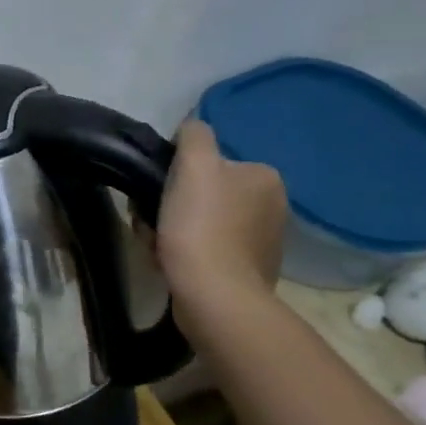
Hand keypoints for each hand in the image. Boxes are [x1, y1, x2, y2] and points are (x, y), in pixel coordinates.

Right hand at [154, 120, 287, 314]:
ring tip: (157, 247)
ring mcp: (264, 242)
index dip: (176, 176)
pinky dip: (188, 254)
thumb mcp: (193, 165)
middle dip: (174, 207)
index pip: (210, 163)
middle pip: (205, 195)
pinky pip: (209, 251)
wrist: (214, 294)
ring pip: (203, 224)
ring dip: (176, 232)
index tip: (157, 193)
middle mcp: (273, 206)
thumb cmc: (200, 226)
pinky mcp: (250, 272)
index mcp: (264, 177)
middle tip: (152, 223)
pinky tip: (172, 265)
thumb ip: (195, 136)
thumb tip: (192, 129)